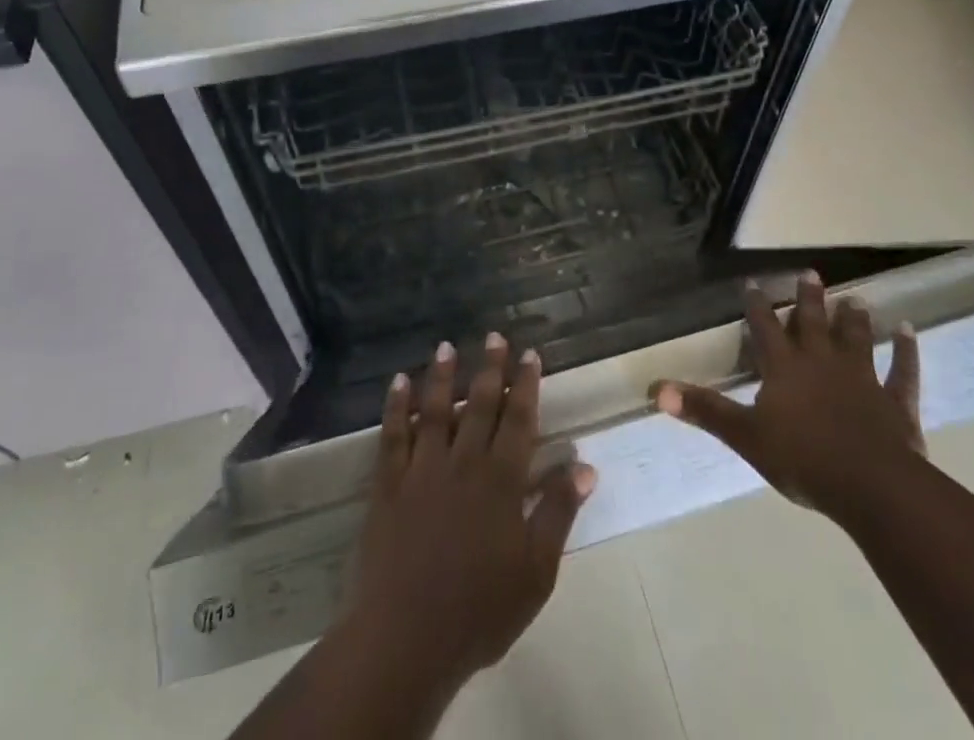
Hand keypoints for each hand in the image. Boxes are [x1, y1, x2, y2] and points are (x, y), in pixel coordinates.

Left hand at [343, 335, 597, 689]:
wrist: (406, 640)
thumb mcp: (536, 572)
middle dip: (489, 367)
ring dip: (442, 375)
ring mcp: (422, 470)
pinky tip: (398, 381)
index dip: (526, 384)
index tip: (530, 353)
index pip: (519, 419)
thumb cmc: (480, 610)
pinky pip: (392, 436)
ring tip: (446, 345)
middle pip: (479, 404)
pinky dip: (395, 406)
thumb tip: (585, 466)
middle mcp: (464, 462)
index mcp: (501, 480)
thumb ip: (558, 513)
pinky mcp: (388, 485)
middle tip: (493, 335)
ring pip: (434, 410)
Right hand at [652, 270, 923, 515]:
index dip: (757, 306)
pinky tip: (908, 330)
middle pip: (814, 323)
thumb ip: (705, 410)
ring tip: (854, 298)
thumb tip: (656, 389)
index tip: (752, 283)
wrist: (871, 486)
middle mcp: (822, 362)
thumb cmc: (803, 459)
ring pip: (856, 339)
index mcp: (785, 367)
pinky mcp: (895, 402)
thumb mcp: (745, 436)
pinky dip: (906, 351)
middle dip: (809, 298)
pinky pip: (902, 371)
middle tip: (811, 273)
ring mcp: (862, 378)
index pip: (765, 328)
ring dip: (854, 318)